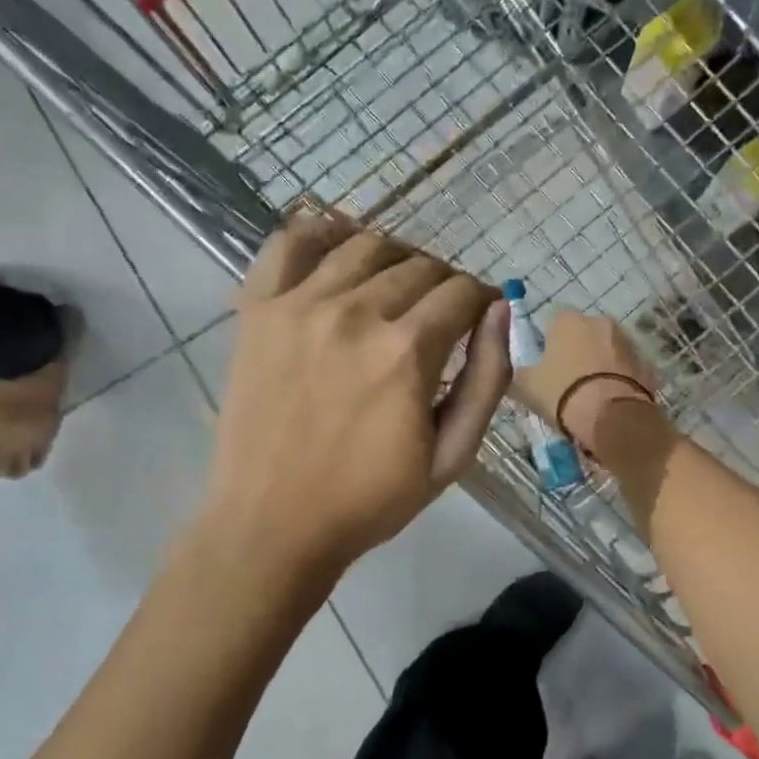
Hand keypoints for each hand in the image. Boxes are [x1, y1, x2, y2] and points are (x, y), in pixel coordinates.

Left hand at [201, 216, 511, 577]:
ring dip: (395, 257)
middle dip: (443, 283)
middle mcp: (356, 313)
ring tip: (396, 285)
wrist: (272, 526)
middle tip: (440, 312)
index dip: (480, 299)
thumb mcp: (452, 456)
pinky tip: (339, 244)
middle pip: (418, 266)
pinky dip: (320, 232)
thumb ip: (487, 379)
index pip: (461, 292)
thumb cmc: (369, 500)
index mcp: (407, 352)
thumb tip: (501, 309)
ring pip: (364, 245)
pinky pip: (289, 243)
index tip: (478, 316)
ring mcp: (299, 305)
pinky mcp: (257, 310)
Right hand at [513, 310, 662, 456]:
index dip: (551, 342)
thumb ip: (522, 370)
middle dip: (581, 350)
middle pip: (586, 333)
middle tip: (571, 380)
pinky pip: (630, 370)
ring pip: (611, 350)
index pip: (555, 321)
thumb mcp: (526, 385)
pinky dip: (624, 379)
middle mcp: (601, 322)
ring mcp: (629, 342)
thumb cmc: (562, 394)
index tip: (549, 364)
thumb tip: (522, 369)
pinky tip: (615, 400)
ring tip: (595, 393)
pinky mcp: (648, 365)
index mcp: (569, 320)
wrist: (611, 418)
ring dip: (604, 364)